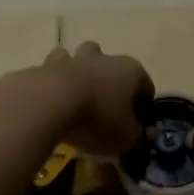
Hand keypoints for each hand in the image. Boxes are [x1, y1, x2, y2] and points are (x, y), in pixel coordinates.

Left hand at [39, 42, 151, 156]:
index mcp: (131, 71)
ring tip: (76, 98)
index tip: (135, 126)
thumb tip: (139, 133)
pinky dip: (53, 82)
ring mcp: (74, 58)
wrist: (50, 102)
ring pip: (80, 59)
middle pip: (112, 65)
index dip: (143, 108)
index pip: (146, 87)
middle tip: (105, 107)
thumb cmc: (98, 118)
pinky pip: (53, 71)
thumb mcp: (126, 137)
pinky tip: (52, 101)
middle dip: (110, 82)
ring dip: (79, 73)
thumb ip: (137, 135)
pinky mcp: (47, 66)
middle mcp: (105, 58)